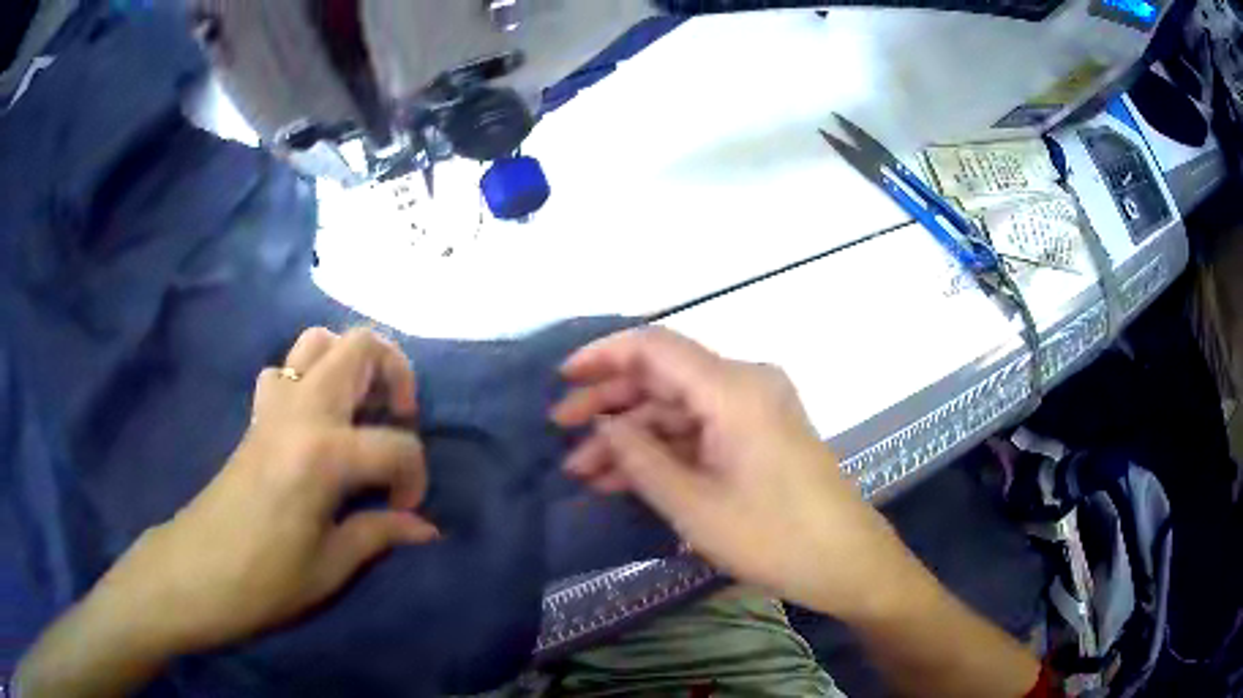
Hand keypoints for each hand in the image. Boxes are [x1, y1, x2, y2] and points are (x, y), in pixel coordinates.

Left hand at [89, 327, 438, 656]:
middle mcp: (301, 412)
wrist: (196, 572)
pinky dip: (309, 377)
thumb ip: (379, 533)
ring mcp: (273, 407)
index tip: (404, 512)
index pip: (396, 446)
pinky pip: (285, 369)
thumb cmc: (265, 580)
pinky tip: (316, 422)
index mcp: (324, 454)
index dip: (414, 480)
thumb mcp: (331, 568)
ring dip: (349, 363)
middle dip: (395, 373)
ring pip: (318, 341)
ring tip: (362, 408)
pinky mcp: (256, 417)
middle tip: (399, 418)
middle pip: (359, 347)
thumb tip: (424, 527)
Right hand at [552, 327, 919, 621]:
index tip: (561, 380)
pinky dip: (664, 450)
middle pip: (664, 378)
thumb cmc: (773, 537)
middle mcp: (745, 384)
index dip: (602, 356)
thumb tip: (603, 424)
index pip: (654, 347)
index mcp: (732, 388)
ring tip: (584, 471)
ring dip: (633, 436)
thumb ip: (640, 457)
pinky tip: (626, 478)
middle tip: (561, 434)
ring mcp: (755, 410)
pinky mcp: (760, 435)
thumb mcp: (694, 505)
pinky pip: (701, 430)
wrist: (847, 562)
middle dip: (610, 405)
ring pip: (678, 409)